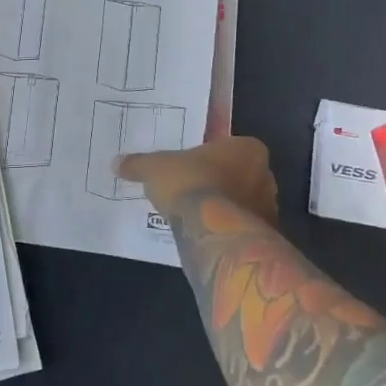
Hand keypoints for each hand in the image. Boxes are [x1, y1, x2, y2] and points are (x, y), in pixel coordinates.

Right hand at [119, 136, 277, 225]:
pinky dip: (226, 230)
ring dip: (224, 208)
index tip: (191, 167)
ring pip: (242, 204)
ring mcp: (269, 208)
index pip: (230, 148)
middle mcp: (266, 176)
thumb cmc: (189, 183)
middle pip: (239, 176)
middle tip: (192, 190)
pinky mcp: (265, 238)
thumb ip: (139, 164)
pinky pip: (242, 228)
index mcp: (248, 149)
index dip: (209, 157)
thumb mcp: (155, 168)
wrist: (212, 231)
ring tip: (195, 216)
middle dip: (219, 183)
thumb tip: (116, 163)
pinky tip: (204, 234)